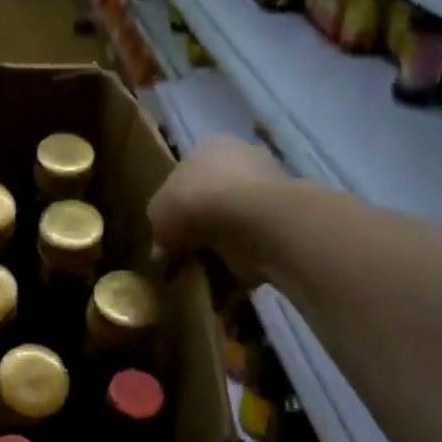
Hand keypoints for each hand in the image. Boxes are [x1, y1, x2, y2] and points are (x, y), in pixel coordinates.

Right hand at [148, 135, 287, 288]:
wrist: (255, 221)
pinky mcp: (282, 229)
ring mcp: (267, 196)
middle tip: (182, 258)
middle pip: (212, 201)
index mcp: (212, 148)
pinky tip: (220, 293)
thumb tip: (161, 253)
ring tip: (199, 280)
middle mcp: (243, 164)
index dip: (175, 205)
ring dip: (218, 254)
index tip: (167, 234)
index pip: (188, 174)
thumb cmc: (198, 200)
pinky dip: (237, 273)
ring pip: (233, 229)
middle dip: (198, 231)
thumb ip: (158, 230)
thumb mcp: (158, 212)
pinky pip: (252, 254)